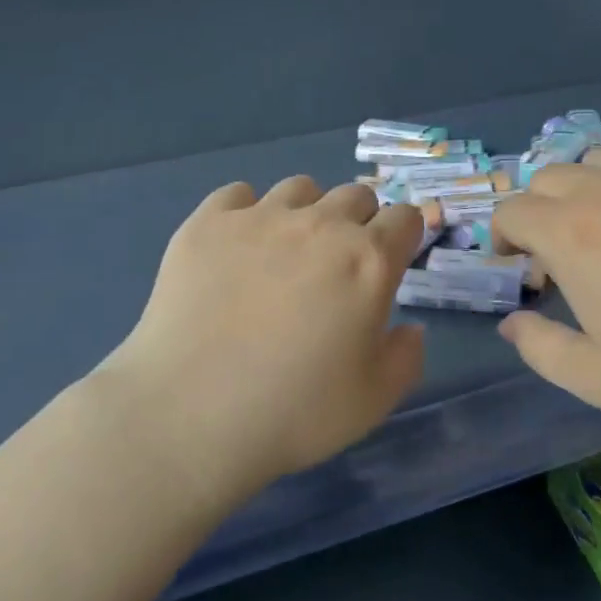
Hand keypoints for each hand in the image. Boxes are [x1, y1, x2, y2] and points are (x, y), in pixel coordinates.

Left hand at [94, 176, 426, 506]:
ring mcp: (259, 217)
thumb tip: (410, 328)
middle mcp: (319, 224)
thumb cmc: (294, 412)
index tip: (391, 263)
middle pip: (356, 195)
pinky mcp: (207, 223)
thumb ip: (406, 356)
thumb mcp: (374, 400)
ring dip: (306, 212)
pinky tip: (236, 250)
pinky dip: (247, 213)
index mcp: (368, 261)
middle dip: (359, 223)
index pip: (405, 218)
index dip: (403, 238)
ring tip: (286, 253)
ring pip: (300, 187)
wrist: (190, 414)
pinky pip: (238, 194)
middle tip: (338, 267)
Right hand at [490, 143, 600, 454]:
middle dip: (541, 209)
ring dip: (590, 186)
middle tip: (563, 253)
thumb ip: (539, 347)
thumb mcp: (596, 379)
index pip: (512, 210)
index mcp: (573, 234)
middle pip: (551, 176)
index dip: (503, 235)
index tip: (518, 265)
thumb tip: (512, 322)